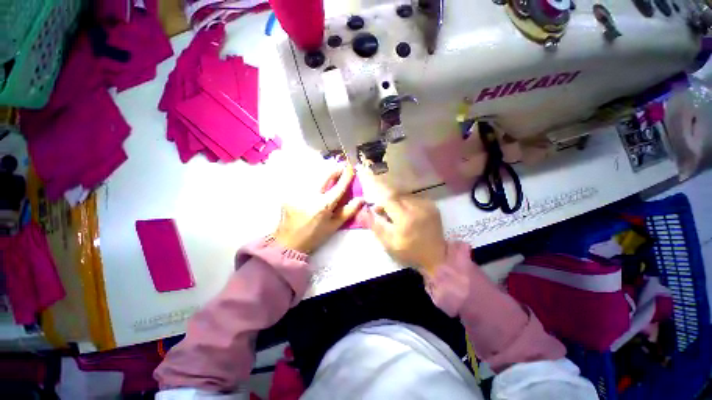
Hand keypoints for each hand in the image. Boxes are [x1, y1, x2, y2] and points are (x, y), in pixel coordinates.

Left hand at [272, 165, 363, 253]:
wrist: (288, 242)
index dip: (346, 176)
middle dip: (334, 170)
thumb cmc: (314, 236)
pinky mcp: (288, 194)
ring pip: (313, 177)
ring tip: (329, 176)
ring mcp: (297, 194)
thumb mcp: (333, 226)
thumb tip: (361, 199)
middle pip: (324, 176)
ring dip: (323, 174)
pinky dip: (311, 181)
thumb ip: (348, 211)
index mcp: (323, 206)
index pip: (338, 187)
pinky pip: (303, 183)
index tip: (351, 168)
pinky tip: (314, 185)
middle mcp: (310, 197)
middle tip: (341, 168)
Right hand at [367, 195, 446, 275]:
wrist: (436, 256)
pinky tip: (409, 215)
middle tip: (386, 214)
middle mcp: (417, 207)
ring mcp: (427, 205)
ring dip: (398, 203)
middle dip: (388, 203)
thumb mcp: (388, 242)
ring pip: (405, 196)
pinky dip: (408, 204)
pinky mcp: (432, 205)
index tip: (378, 209)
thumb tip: (361, 211)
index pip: (388, 198)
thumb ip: (374, 224)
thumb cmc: (409, 251)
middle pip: (396, 196)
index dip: (380, 201)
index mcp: (405, 217)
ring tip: (399, 216)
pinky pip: (414, 198)